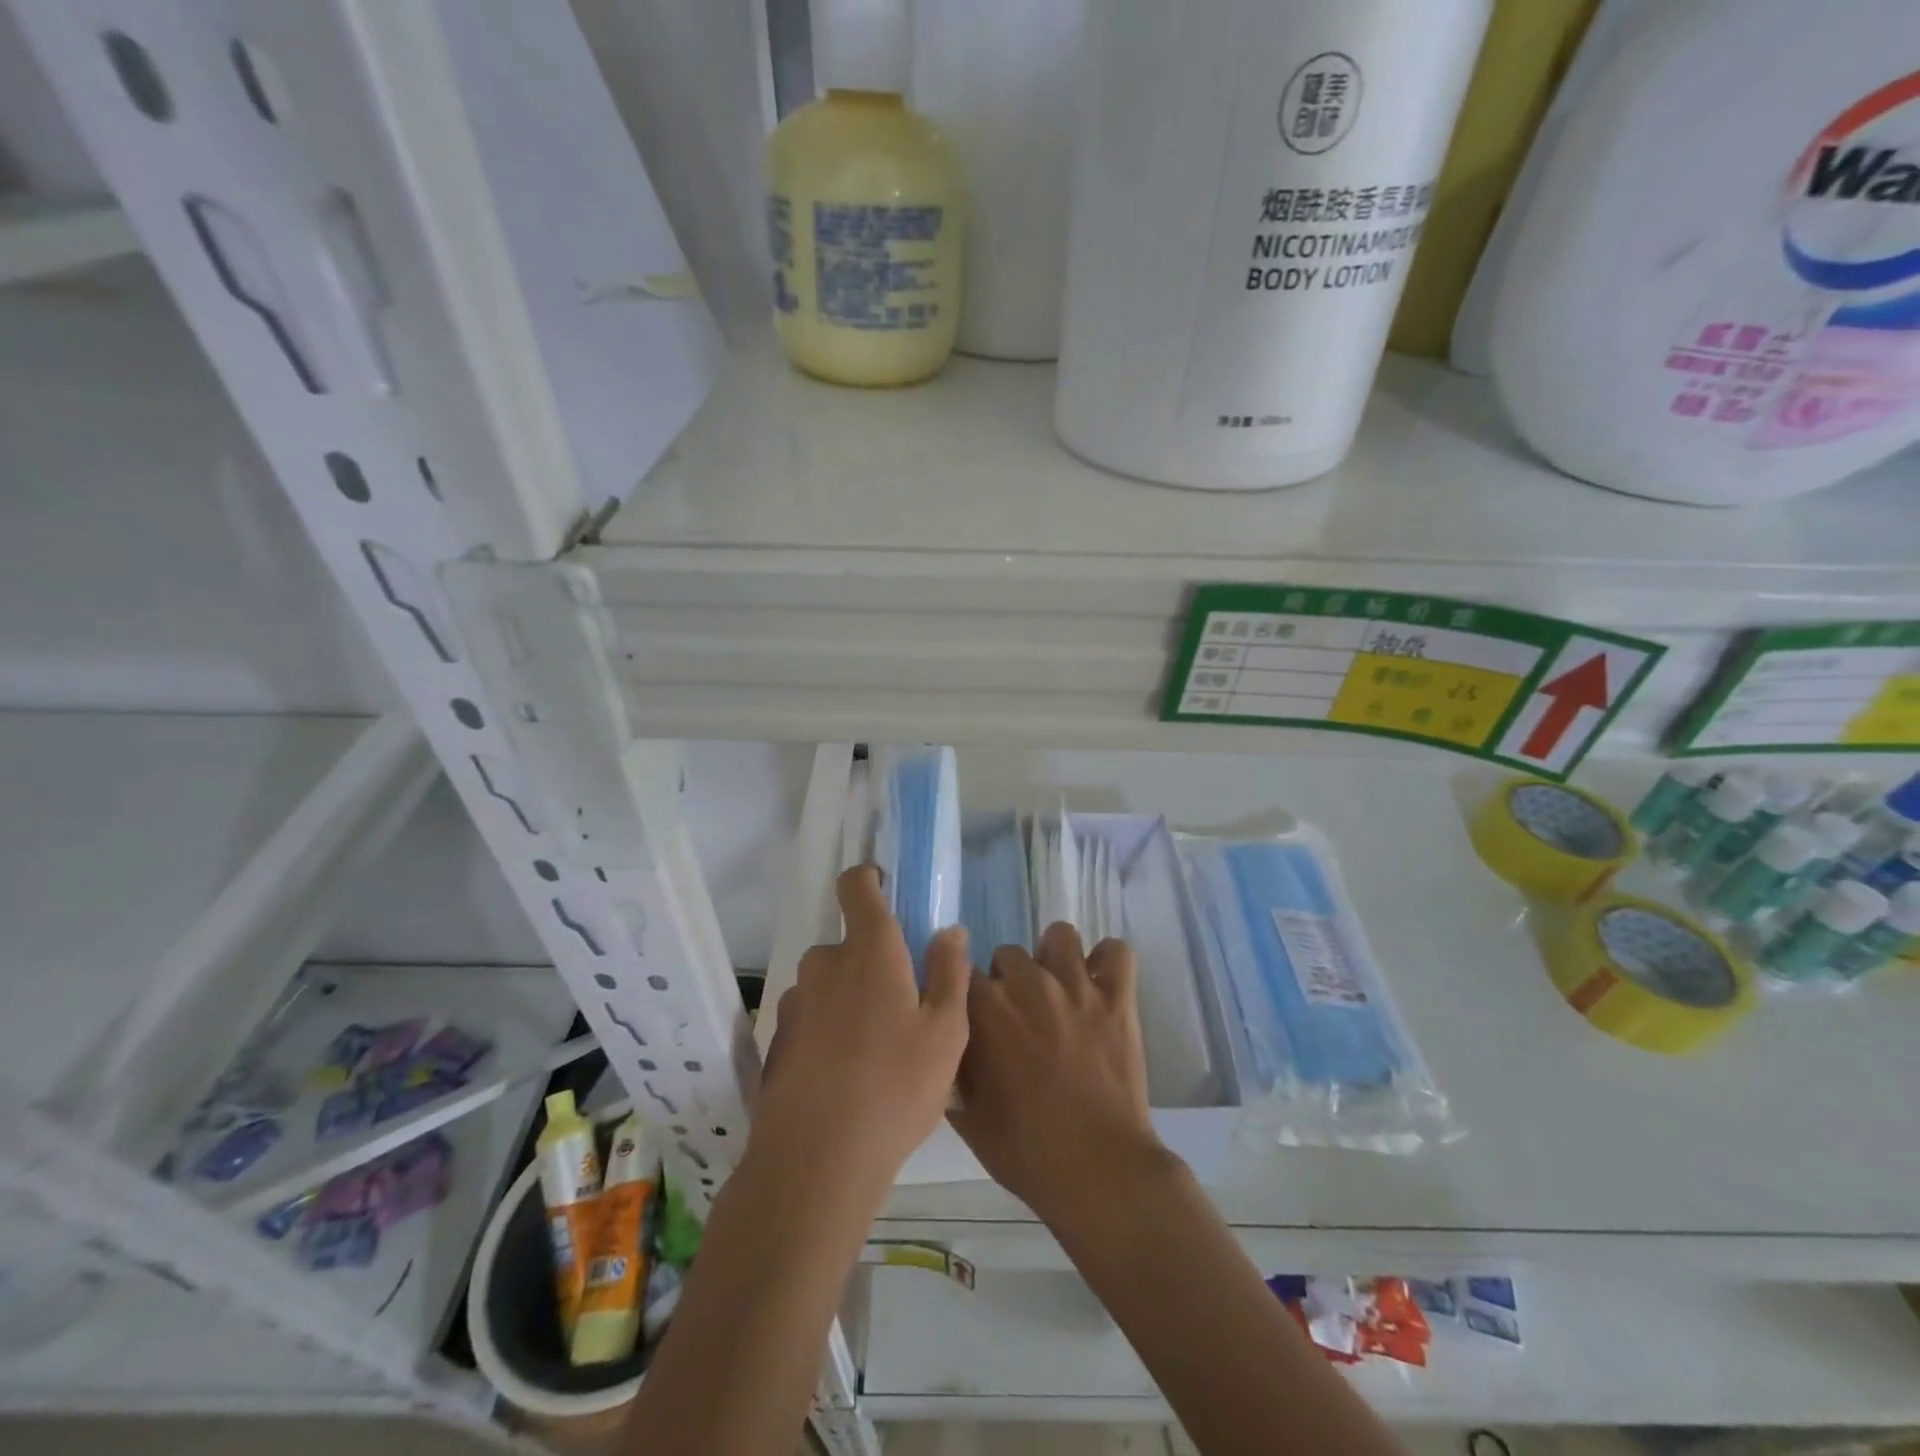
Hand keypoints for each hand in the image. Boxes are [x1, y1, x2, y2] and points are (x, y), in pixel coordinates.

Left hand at [755, 867, 969, 1201]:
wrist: (817, 1161)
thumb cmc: (895, 1087)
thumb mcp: (946, 1031)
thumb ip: (949, 972)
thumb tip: (949, 930)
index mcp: (869, 950)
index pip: (856, 886)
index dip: (869, 880)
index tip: (886, 892)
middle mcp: (825, 964)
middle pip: (850, 944)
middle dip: (874, 963)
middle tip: (904, 1009)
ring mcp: (796, 1002)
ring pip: (831, 984)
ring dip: (851, 1000)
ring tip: (877, 1052)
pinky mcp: (779, 1039)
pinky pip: (813, 1016)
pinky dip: (829, 1030)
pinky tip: (847, 1076)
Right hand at [950, 923, 1166, 1219]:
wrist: (1096, 1170)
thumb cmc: (1025, 1150)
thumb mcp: (967, 1116)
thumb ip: (953, 1070)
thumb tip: (947, 1050)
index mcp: (985, 1009)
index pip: (962, 973)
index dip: (969, 997)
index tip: (976, 1019)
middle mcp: (1028, 983)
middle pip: (1008, 954)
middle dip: (1008, 980)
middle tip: (1019, 1016)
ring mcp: (1076, 986)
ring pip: (1059, 936)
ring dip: (1053, 957)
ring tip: (1058, 988)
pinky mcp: (1117, 997)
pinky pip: (1116, 952)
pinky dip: (1108, 962)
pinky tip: (1102, 983)